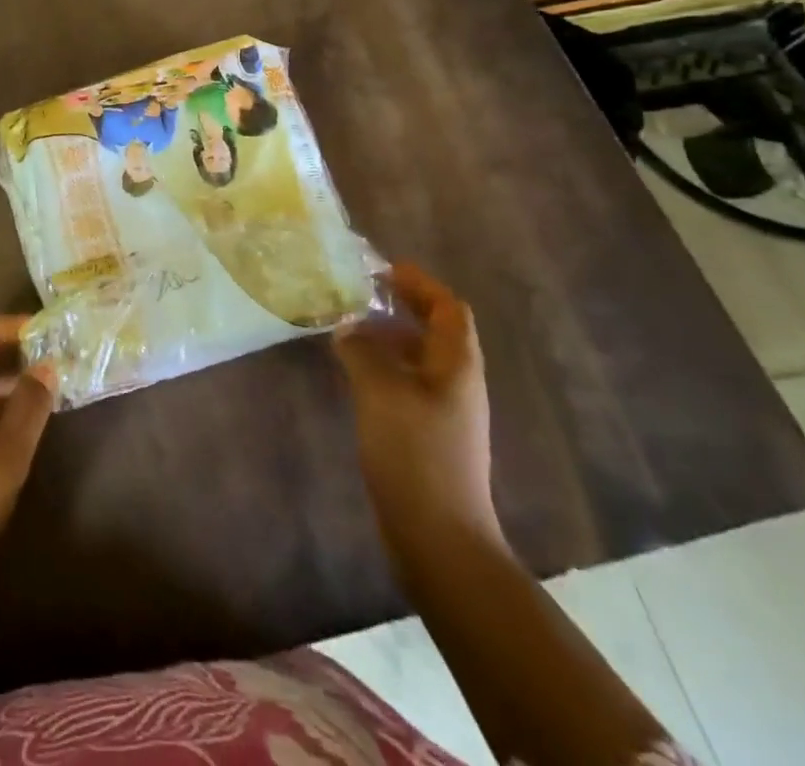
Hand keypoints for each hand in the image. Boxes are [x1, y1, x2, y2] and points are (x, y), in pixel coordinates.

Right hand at [334, 264, 501, 553]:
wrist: (438, 537)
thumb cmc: (415, 453)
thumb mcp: (380, 390)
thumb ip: (362, 350)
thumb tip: (347, 329)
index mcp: (457, 366)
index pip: (449, 308)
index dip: (420, 284)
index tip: (383, 269)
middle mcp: (458, 383)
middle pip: (436, 331)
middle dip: (402, 307)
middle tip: (360, 294)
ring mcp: (445, 412)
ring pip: (419, 358)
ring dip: (388, 337)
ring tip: (348, 329)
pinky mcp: (428, 436)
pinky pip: (407, 384)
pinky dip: (383, 367)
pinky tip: (354, 374)